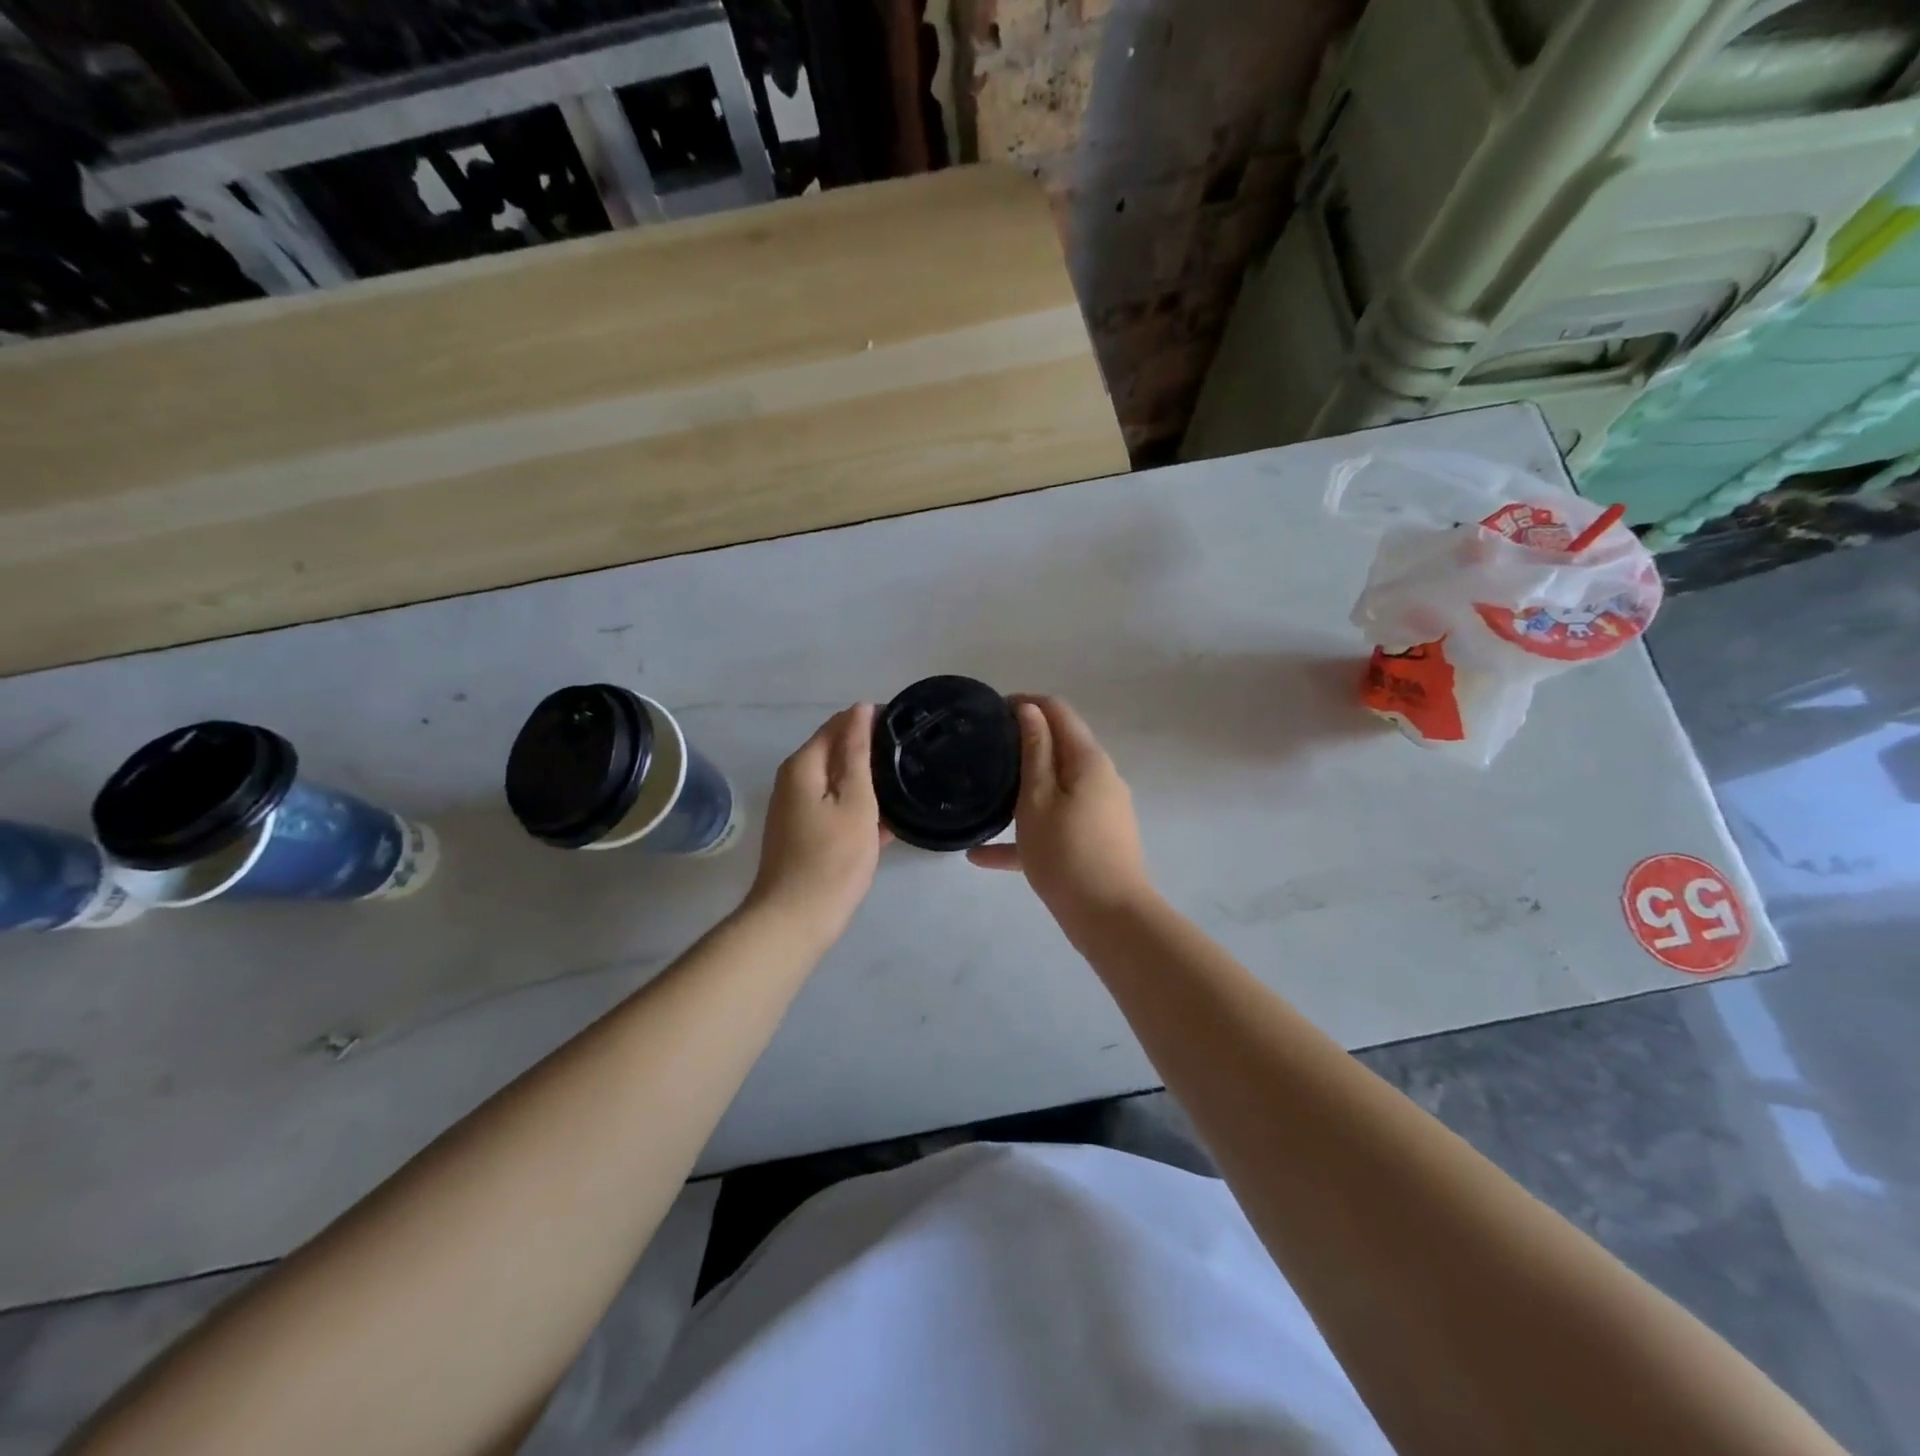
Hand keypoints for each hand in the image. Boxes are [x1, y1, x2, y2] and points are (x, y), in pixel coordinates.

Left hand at [745, 704, 890, 944]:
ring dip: (867, 783)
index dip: (872, 721)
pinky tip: (887, 821)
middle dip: (871, 751)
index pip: (840, 724)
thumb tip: (860, 709)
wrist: (796, 920)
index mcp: (804, 765)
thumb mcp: (855, 800)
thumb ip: (857, 752)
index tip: (907, 729)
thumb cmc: (832, 858)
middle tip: (912, 757)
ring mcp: (796, 809)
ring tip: (906, 784)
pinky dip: (858, 809)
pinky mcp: (803, 834)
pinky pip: (836, 808)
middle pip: (837, 752)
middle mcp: (793, 780)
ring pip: (839, 783)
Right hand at [967, 695, 1154, 940]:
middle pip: (1059, 748)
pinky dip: (1027, 831)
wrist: (1109, 917)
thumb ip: (1034, 751)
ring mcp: (1100, 811)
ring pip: (1054, 788)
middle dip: (1021, 743)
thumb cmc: (1066, 851)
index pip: (1058, 711)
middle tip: (982, 751)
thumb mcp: (1038, 798)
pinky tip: (982, 856)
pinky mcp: (1095, 840)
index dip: (1025, 703)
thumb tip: (1030, 709)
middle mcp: (1100, 778)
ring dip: (1021, 788)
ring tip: (983, 794)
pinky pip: (1056, 824)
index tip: (990, 712)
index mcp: (1088, 760)